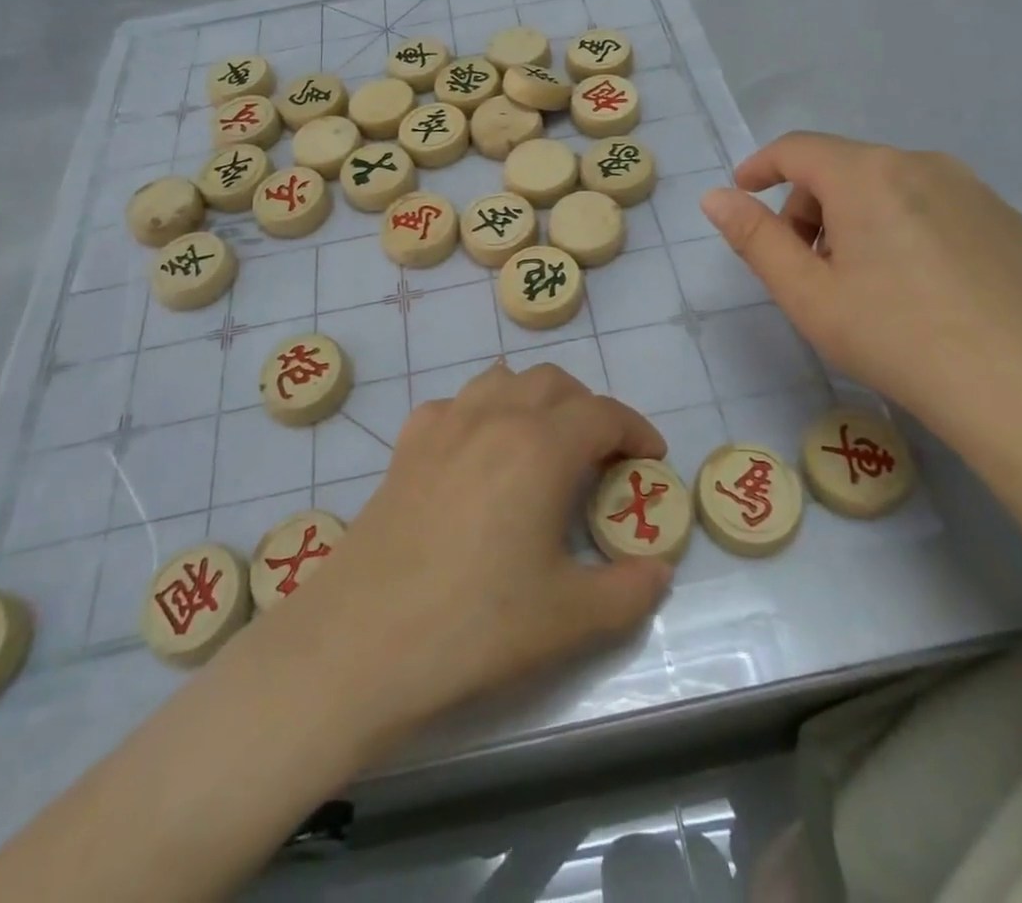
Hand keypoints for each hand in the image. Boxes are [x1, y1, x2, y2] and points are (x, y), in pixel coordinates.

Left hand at [287, 362, 674, 748]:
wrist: (363, 641)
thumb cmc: (476, 625)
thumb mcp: (570, 618)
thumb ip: (629, 590)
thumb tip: (658, 570)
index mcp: (541, 447)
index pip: (604, 414)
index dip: (636, 430)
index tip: (650, 458)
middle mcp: (494, 417)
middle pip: (555, 383)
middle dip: (589, 409)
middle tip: (600, 456)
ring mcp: (444, 425)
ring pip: (502, 380)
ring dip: (535, 399)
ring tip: (543, 444)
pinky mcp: (406, 445)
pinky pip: (454, 404)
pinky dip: (480, 413)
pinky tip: (477, 454)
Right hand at [700, 134, 1021, 467]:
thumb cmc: (894, 337)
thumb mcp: (806, 293)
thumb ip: (754, 237)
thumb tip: (715, 197)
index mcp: (866, 175)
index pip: (797, 149)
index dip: (760, 166)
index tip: (743, 193)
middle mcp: (920, 163)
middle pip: (842, 168)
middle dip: (809, 206)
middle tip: (806, 267)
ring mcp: (971, 188)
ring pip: (888, 185)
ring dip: (854, 217)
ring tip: (862, 281)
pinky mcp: (1004, 218)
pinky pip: (932, 204)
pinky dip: (902, 226)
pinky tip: (917, 286)